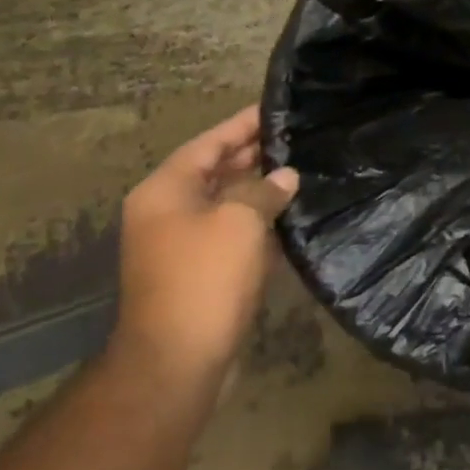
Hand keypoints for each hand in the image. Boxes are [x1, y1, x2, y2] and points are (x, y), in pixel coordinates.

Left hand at [113, 106, 298, 395]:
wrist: (179, 361)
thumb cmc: (205, 278)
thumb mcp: (240, 221)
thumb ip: (264, 189)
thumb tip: (285, 177)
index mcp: (166, 191)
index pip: (210, 143)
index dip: (244, 124)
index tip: (278, 108)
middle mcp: (168, 212)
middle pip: (216, 170)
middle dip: (255, 154)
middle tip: (298, 136)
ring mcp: (183, 245)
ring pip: (228, 203)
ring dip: (261, 188)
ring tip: (303, 168)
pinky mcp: (202, 272)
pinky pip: (233, 233)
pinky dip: (259, 222)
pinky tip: (292, 215)